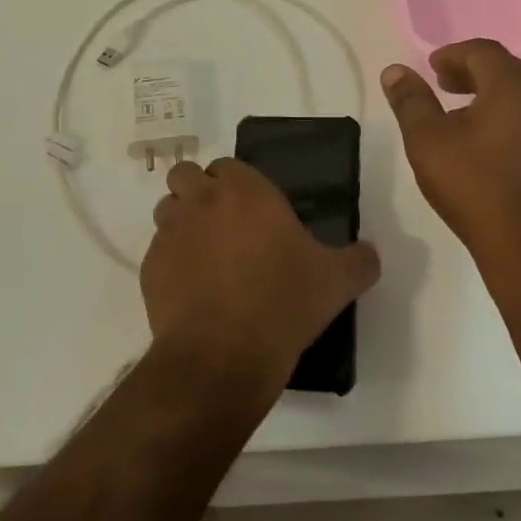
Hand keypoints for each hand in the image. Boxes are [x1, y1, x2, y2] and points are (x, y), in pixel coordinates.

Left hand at [141, 158, 379, 387]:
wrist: (224, 355)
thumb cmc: (284, 303)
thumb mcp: (336, 282)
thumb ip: (359, 260)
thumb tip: (371, 254)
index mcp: (245, 191)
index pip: (229, 166)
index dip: (237, 184)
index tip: (253, 211)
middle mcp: (202, 201)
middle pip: (186, 176)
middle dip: (198, 192)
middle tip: (223, 226)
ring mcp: (170, 233)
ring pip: (167, 210)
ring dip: (181, 223)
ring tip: (204, 256)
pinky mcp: (149, 267)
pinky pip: (157, 252)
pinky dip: (170, 263)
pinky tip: (191, 291)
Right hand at [380, 39, 520, 285]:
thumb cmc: (478, 190)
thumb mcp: (428, 143)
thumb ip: (411, 102)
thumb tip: (395, 71)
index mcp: (515, 87)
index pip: (483, 51)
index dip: (453, 54)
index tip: (433, 69)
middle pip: (510, 73)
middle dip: (475, 76)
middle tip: (447, 89)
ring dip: (499, 104)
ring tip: (471, 125)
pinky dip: (520, 129)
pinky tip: (502, 158)